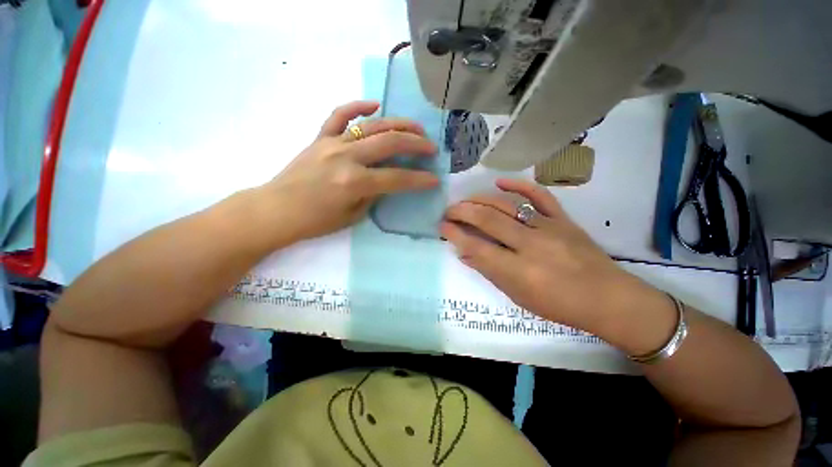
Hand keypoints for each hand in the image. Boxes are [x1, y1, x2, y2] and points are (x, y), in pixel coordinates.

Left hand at [259, 101, 438, 244]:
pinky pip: (339, 115)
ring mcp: (332, 143)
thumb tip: (385, 180)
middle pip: (390, 143)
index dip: (419, 179)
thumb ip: (373, 195)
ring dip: (398, 125)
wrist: (277, 209)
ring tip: (415, 128)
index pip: (397, 178)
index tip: (434, 179)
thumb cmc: (315, 221)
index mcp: (355, 182)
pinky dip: (357, 107)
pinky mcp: (320, 137)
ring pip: (372, 126)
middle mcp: (347, 157)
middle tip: (431, 147)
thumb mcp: (353, 215)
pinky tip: (374, 105)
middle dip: (416, 145)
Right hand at [441, 179, 667, 337]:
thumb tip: (464, 253)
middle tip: (448, 210)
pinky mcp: (563, 219)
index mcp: (518, 271)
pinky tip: (499, 183)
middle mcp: (530, 245)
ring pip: (507, 205)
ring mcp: (548, 228)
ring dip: (480, 200)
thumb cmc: (559, 305)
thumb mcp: (517, 296)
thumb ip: (489, 271)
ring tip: (465, 200)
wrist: (608, 299)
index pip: (476, 246)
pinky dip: (518, 186)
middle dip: (462, 211)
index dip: (455, 234)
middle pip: (487, 219)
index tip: (442, 226)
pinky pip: (539, 195)